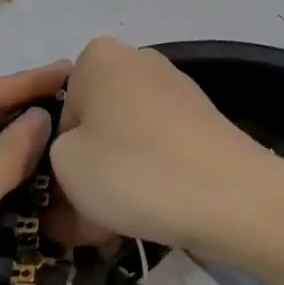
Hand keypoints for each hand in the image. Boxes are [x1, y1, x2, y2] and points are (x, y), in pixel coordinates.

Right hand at [47, 37, 272, 255]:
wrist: (231, 197)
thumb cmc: (133, 170)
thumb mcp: (66, 167)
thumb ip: (52, 158)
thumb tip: (73, 164)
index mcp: (97, 56)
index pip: (60, 111)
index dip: (60, 158)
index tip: (67, 197)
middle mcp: (136, 60)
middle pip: (96, 124)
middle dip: (90, 170)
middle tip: (88, 220)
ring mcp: (175, 88)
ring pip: (127, 141)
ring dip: (118, 181)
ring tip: (119, 227)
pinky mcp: (202, 119)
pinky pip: (159, 149)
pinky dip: (151, 178)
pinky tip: (153, 215)